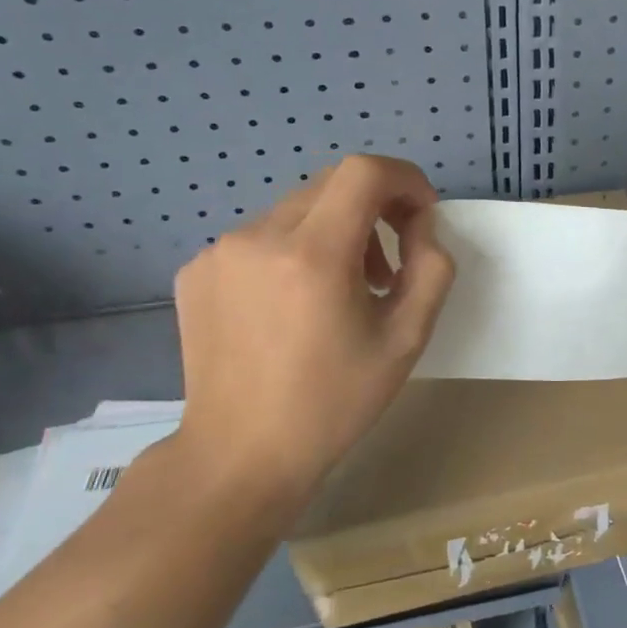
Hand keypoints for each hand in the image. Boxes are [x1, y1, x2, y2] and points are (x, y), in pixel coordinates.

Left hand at [172, 155, 455, 513]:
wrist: (239, 455)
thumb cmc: (333, 402)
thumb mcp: (407, 339)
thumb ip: (430, 268)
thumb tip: (420, 227)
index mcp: (313, 255)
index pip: (365, 172)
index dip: (405, 180)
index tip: (421, 216)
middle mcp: (258, 237)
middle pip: (332, 184)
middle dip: (375, 207)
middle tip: (390, 264)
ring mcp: (219, 252)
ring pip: (298, 209)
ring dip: (335, 231)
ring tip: (344, 289)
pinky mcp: (196, 270)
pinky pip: (262, 235)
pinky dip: (294, 250)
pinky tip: (295, 304)